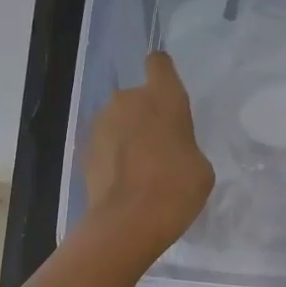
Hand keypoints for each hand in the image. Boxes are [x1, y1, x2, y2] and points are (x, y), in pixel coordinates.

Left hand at [82, 50, 214, 259]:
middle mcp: (127, 100)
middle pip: (137, 97)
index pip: (159, 64)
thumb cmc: (176, 188)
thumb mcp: (200, 166)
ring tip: (140, 169)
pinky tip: (124, 182)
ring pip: (119, 120)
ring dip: (128, 135)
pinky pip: (106, 144)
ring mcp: (101, 124)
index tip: (167, 91)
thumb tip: (170, 149)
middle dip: (146, 115)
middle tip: (160, 147)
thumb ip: (184, 145)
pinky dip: (113, 156)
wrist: (127, 222)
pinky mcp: (85, 149)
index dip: (163, 73)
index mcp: (163, 97)